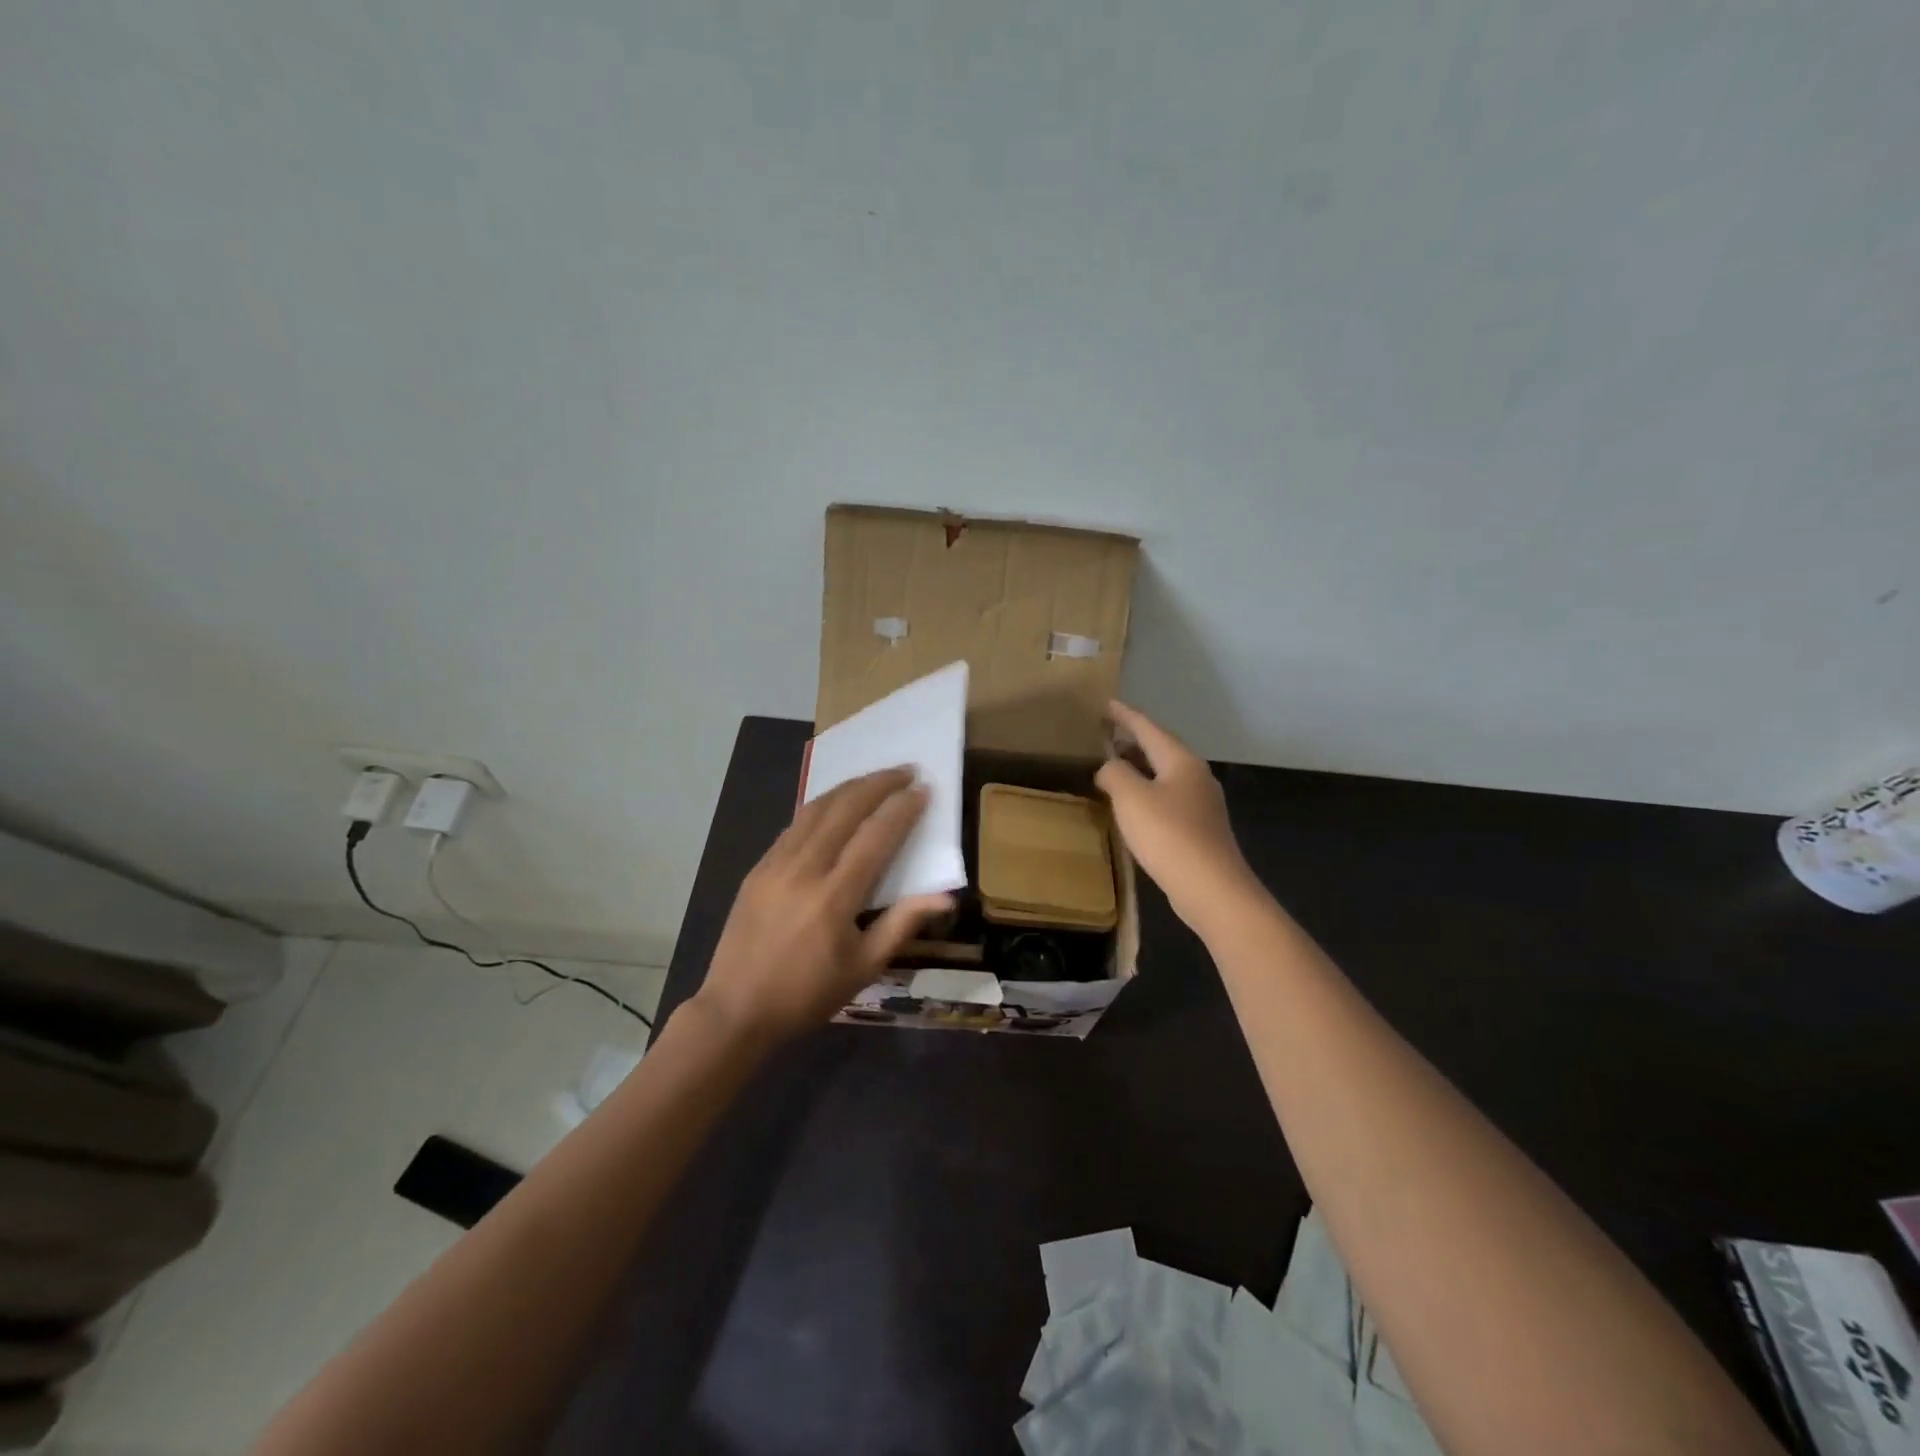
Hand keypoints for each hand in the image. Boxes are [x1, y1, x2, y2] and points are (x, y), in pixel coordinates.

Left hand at [692, 767, 953, 1045]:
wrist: (735, 1009)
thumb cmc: (807, 994)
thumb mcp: (864, 967)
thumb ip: (903, 924)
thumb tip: (944, 897)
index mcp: (834, 897)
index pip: (876, 837)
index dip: (902, 809)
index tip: (923, 790)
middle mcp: (804, 869)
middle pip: (845, 810)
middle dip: (878, 783)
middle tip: (905, 770)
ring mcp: (776, 864)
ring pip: (816, 809)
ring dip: (849, 788)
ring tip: (875, 778)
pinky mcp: (758, 868)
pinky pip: (794, 825)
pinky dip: (821, 807)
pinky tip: (835, 805)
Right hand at [1096, 702, 1255, 928]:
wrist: (1211, 888)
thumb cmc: (1168, 835)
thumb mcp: (1131, 798)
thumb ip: (1115, 773)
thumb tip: (1110, 767)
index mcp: (1181, 761)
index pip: (1149, 728)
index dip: (1125, 716)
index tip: (1106, 704)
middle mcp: (1196, 776)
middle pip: (1161, 749)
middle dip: (1134, 740)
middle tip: (1107, 734)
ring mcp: (1202, 804)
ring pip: (1165, 775)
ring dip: (1140, 767)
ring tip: (1115, 767)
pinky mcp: (1200, 829)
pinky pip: (1168, 798)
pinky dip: (1147, 792)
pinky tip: (1134, 805)